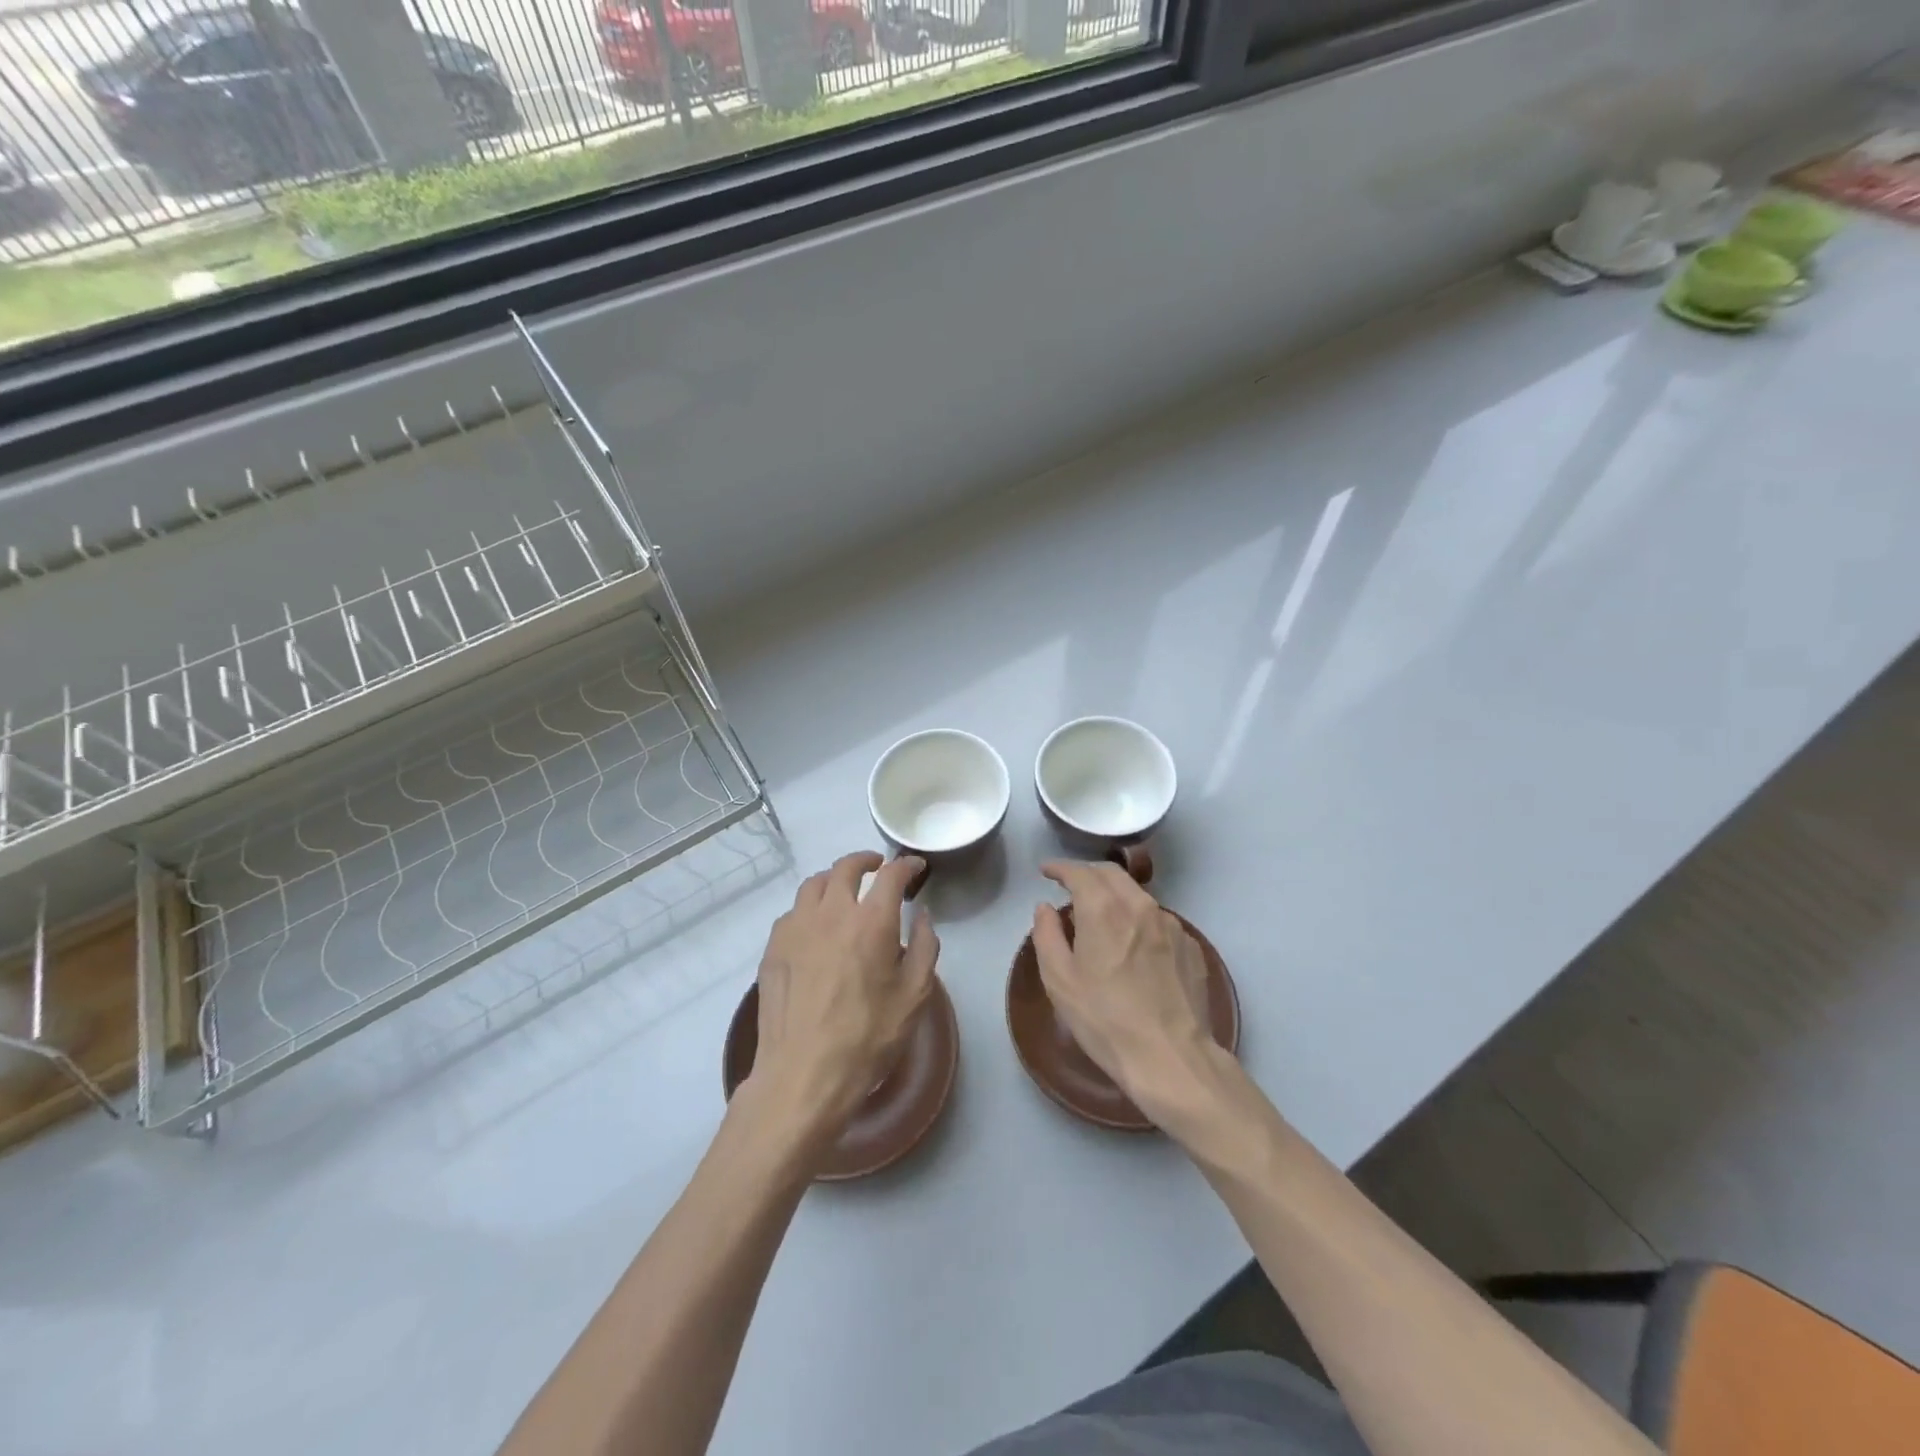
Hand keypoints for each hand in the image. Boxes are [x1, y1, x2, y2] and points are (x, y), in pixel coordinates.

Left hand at [752, 851, 939, 1143]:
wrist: (803, 1074)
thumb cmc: (868, 1037)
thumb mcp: (914, 996)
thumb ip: (925, 948)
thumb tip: (923, 916)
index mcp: (871, 922)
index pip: (891, 875)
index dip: (906, 865)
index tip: (915, 866)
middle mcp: (831, 913)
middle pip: (846, 867)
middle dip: (866, 860)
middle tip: (878, 867)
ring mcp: (796, 928)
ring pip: (814, 884)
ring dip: (834, 879)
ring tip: (844, 891)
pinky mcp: (773, 948)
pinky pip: (793, 912)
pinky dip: (810, 908)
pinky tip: (815, 927)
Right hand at [1033, 860, 1214, 1119]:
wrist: (1172, 1058)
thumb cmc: (1105, 1020)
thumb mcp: (1059, 981)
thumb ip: (1047, 935)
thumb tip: (1046, 908)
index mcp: (1103, 909)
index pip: (1079, 872)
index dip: (1060, 868)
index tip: (1047, 872)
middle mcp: (1140, 906)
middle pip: (1112, 874)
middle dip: (1088, 873)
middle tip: (1071, 886)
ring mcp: (1171, 925)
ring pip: (1138, 895)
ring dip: (1115, 895)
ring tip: (1102, 915)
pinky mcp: (1190, 947)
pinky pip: (1159, 921)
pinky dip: (1140, 920)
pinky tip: (1135, 945)